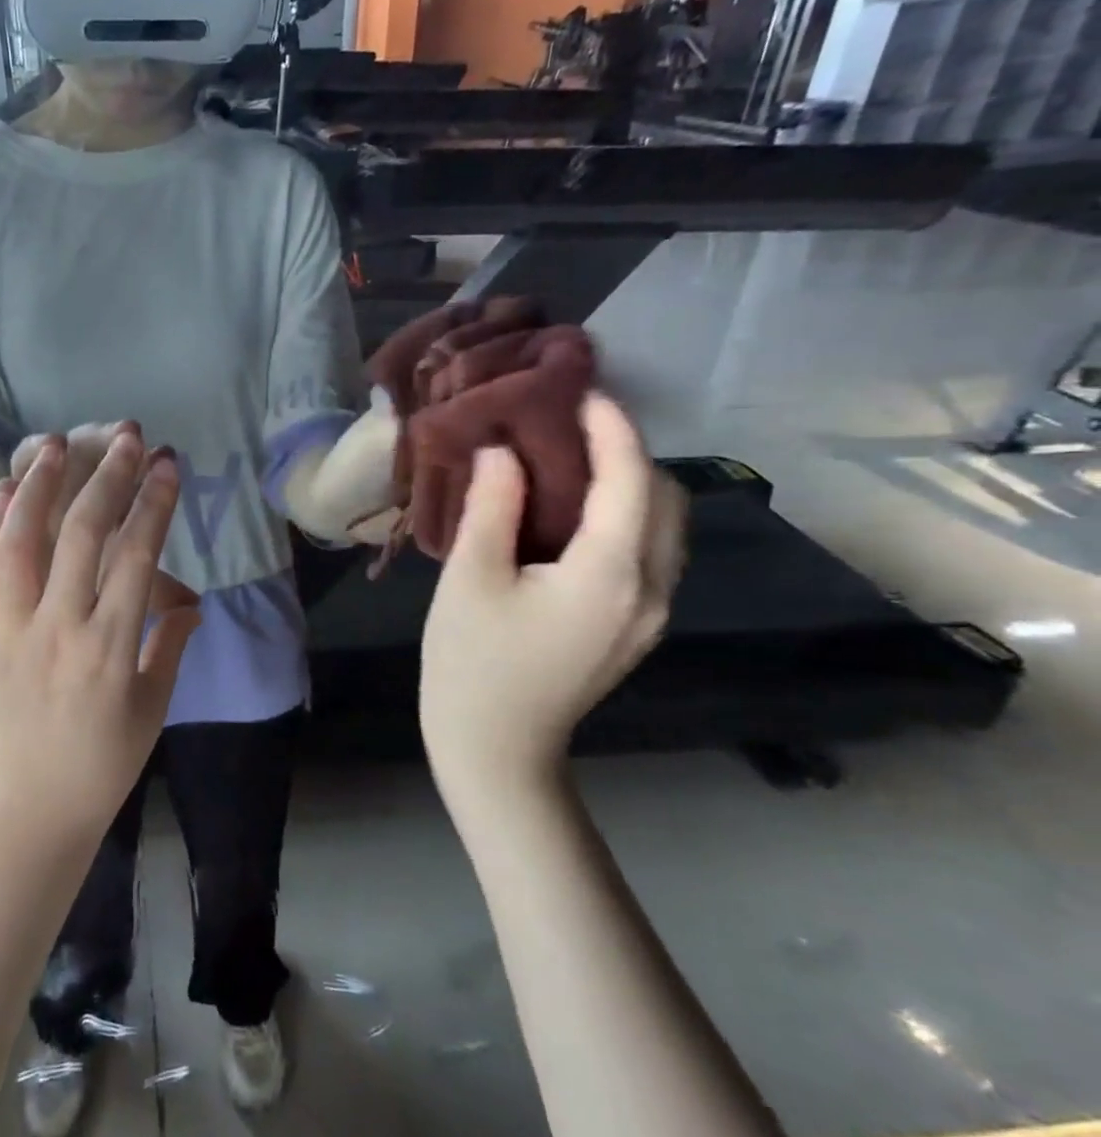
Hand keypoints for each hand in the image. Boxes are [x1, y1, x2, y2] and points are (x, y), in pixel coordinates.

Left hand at [0, 431, 201, 843]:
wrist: (29, 815)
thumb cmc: (101, 767)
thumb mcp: (151, 711)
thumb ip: (168, 648)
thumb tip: (188, 603)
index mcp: (110, 647)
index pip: (137, 556)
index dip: (154, 503)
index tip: (166, 463)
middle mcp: (59, 627)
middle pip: (81, 535)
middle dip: (106, 478)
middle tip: (124, 437)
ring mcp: (12, 631)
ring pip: (20, 543)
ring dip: (37, 487)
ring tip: (51, 444)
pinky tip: (2, 495)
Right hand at [418, 393, 685, 794]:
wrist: (497, 747)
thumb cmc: (473, 661)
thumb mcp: (470, 578)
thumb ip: (493, 506)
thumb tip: (503, 452)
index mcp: (610, 574)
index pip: (630, 479)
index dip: (612, 427)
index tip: (583, 389)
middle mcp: (651, 589)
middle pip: (665, 498)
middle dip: (628, 452)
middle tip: (570, 426)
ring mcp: (651, 612)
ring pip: (666, 526)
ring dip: (632, 484)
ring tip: (573, 461)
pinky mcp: (636, 626)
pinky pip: (651, 551)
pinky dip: (626, 516)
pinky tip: (576, 515)